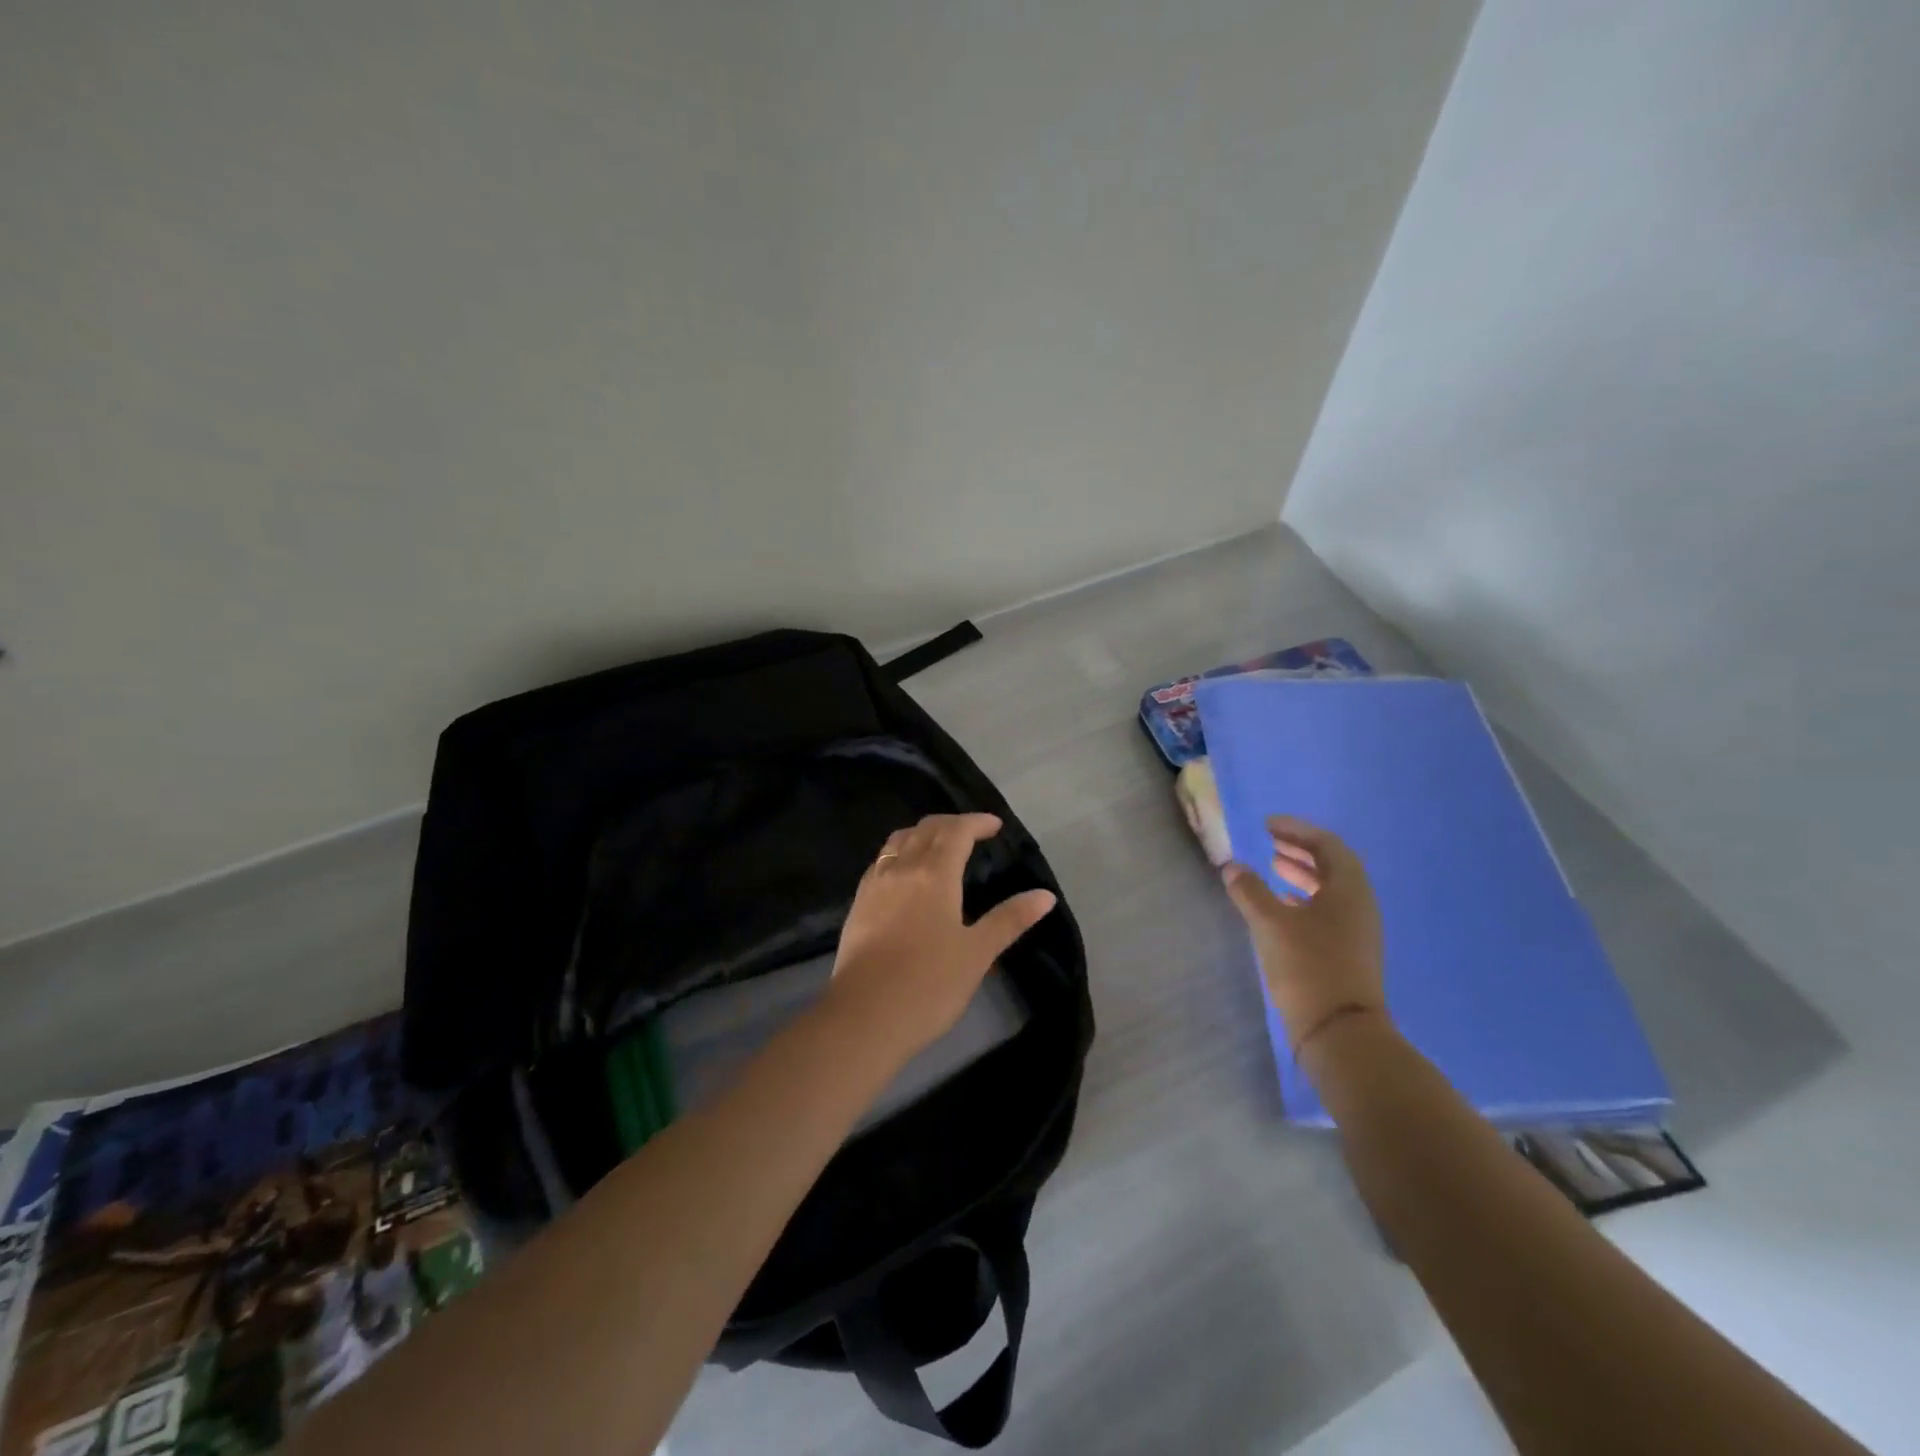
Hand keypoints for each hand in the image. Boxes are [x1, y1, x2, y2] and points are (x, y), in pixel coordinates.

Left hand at [825, 813, 1057, 1057]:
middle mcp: (902, 869)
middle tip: (972, 832)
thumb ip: (1010, 919)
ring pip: (898, 841)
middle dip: (951, 824)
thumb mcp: (978, 953)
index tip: (995, 826)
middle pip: (926, 829)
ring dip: (922, 834)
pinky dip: (899, 853)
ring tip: (939, 846)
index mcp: (934, 874)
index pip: (956, 832)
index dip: (976, 822)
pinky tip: (905, 874)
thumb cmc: (929, 984)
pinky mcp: (858, 905)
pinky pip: (881, 862)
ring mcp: (875, 885)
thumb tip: (1045, 895)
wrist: (864, 1016)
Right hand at [1221, 816, 1387, 1052]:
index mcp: (1349, 889)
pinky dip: (1304, 899)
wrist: (1340, 1032)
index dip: (1297, 830)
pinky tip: (1281, 906)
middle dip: (1300, 850)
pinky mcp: (1349, 952)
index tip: (1268, 825)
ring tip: (1271, 869)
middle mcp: (1359, 905)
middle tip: (1270, 842)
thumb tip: (1232, 866)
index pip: (1327, 845)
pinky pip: (1328, 911)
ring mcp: (1357, 931)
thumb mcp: (1270, 923)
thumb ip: (1249, 890)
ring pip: (1330, 889)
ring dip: (1302, 874)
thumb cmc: (1307, 966)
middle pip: (1332, 865)